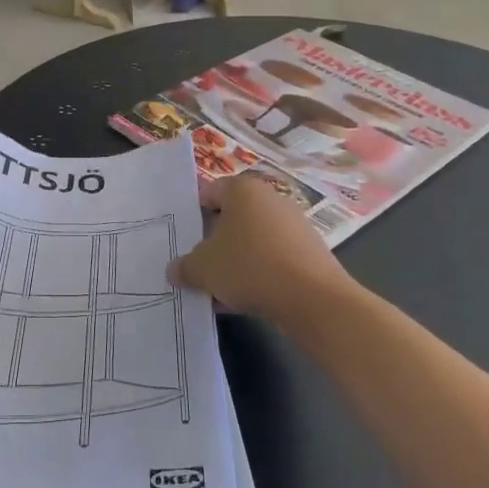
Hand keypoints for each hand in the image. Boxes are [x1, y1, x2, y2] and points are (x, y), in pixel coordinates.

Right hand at [173, 175, 348, 321]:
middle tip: (198, 265)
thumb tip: (174, 270)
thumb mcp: (203, 269)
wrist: (314, 299)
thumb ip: (184, 266)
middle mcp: (270, 198)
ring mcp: (294, 224)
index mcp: (242, 189)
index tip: (184, 240)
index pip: (208, 193)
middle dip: (214, 242)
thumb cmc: (250, 267)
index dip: (192, 215)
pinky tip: (246, 299)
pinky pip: (273, 257)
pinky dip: (259, 273)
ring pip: (252, 240)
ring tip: (220, 289)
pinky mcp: (310, 251)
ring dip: (235, 261)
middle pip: (231, 217)